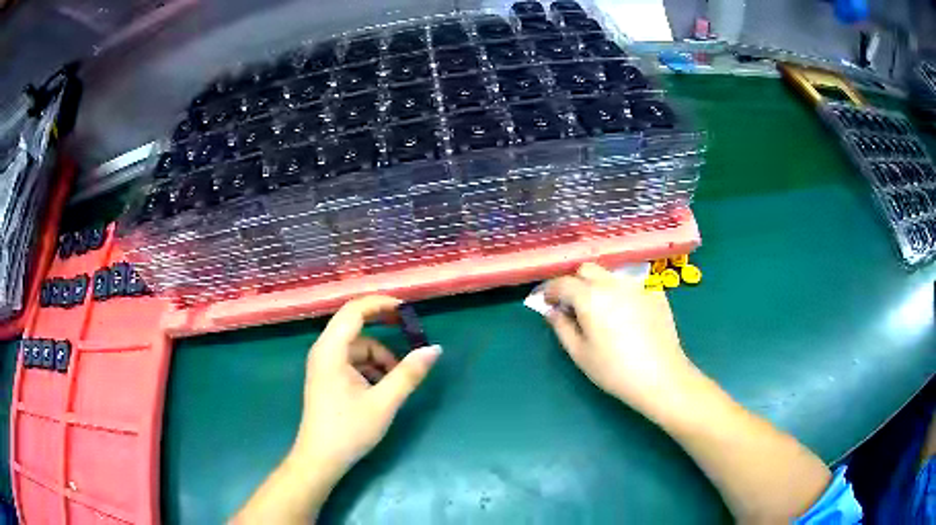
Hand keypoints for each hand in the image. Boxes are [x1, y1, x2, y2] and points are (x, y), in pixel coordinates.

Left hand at [293, 295, 440, 481]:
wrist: (320, 459)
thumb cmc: (349, 430)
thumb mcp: (384, 402)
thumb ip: (409, 373)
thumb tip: (434, 349)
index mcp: (331, 350)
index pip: (354, 310)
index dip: (381, 304)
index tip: (407, 310)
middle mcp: (324, 351)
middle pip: (355, 325)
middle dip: (384, 328)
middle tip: (411, 335)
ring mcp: (324, 365)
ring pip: (357, 347)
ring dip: (380, 356)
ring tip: (398, 379)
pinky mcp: (327, 378)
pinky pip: (352, 361)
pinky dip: (370, 367)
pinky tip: (383, 388)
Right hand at [543, 263, 696, 415]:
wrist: (661, 376)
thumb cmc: (614, 370)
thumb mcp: (580, 353)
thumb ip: (562, 327)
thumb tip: (552, 311)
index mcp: (590, 296)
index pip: (563, 282)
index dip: (551, 290)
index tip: (548, 302)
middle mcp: (613, 283)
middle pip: (587, 269)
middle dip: (575, 282)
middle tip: (573, 304)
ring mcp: (637, 285)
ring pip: (610, 275)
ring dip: (598, 285)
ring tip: (601, 310)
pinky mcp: (655, 292)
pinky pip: (631, 286)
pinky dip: (621, 294)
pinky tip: (627, 316)